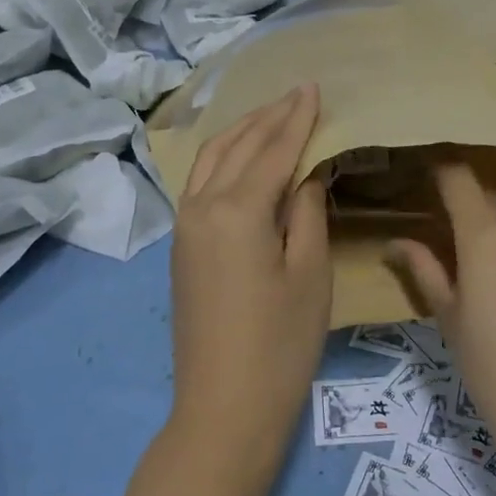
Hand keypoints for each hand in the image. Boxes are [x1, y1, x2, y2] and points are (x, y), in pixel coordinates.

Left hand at [168, 85, 331, 451]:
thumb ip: (306, 210)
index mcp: (237, 210)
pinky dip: (224, 155)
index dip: (296, 117)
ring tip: (271, 113)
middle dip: (268, 115)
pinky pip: (201, 180)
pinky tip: (241, 154)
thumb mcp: (309, 273)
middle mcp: (202, 206)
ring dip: (242, 130)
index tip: (313, 87)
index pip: (273, 149)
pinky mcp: (181, 244)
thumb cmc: (279, 344)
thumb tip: (305, 170)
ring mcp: (185, 225)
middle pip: (237, 145)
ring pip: (212, 158)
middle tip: (297, 93)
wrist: (222, 408)